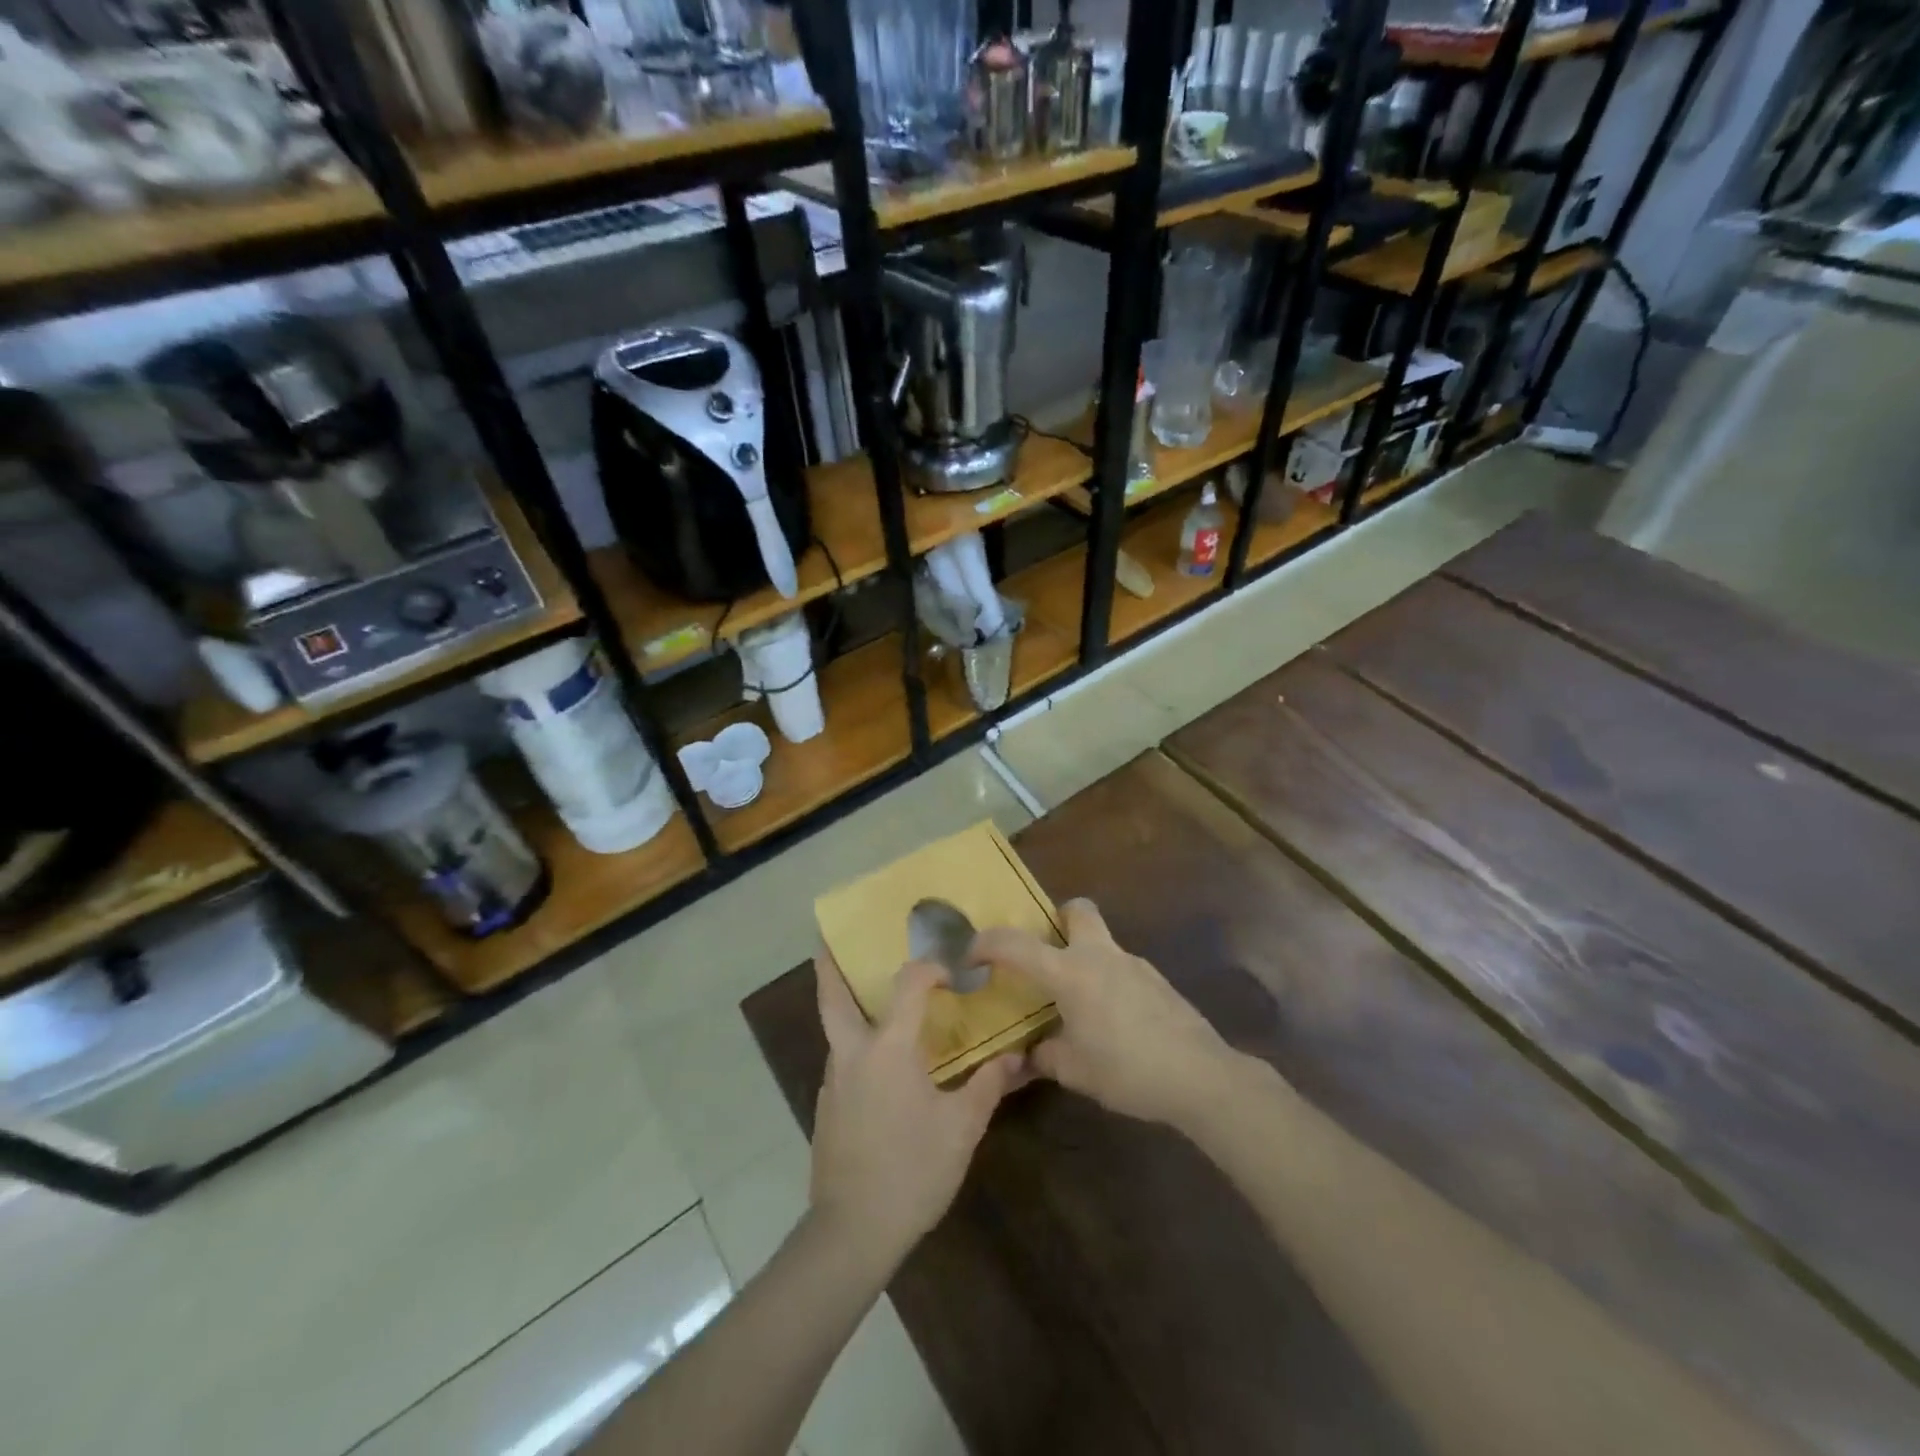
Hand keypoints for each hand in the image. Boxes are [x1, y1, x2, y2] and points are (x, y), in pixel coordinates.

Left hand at [809, 951, 1027, 1263]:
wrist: (853, 1231)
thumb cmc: (913, 1170)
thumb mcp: (962, 1127)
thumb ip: (987, 1085)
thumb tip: (1014, 1056)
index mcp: (889, 1048)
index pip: (908, 986)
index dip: (929, 969)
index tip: (950, 971)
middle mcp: (853, 1054)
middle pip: (832, 998)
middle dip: (828, 966)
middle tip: (827, 941)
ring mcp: (834, 1082)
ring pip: (835, 1031)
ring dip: (847, 1008)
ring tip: (873, 1002)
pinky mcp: (827, 1110)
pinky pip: (842, 1062)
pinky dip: (854, 1047)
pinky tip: (878, 1068)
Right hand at [971, 899, 1241, 1130]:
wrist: (1200, 1075)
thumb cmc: (1127, 1070)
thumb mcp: (1074, 1071)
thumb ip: (1042, 1057)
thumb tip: (1024, 1056)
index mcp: (1070, 973)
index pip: (1016, 945)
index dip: (986, 944)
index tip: (970, 955)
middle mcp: (1100, 956)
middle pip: (1077, 910)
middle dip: (1057, 919)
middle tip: (1046, 952)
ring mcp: (1134, 964)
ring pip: (1102, 941)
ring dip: (1084, 958)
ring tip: (1078, 1004)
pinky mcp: (1157, 980)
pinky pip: (1122, 968)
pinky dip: (1108, 982)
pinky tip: (1113, 1022)